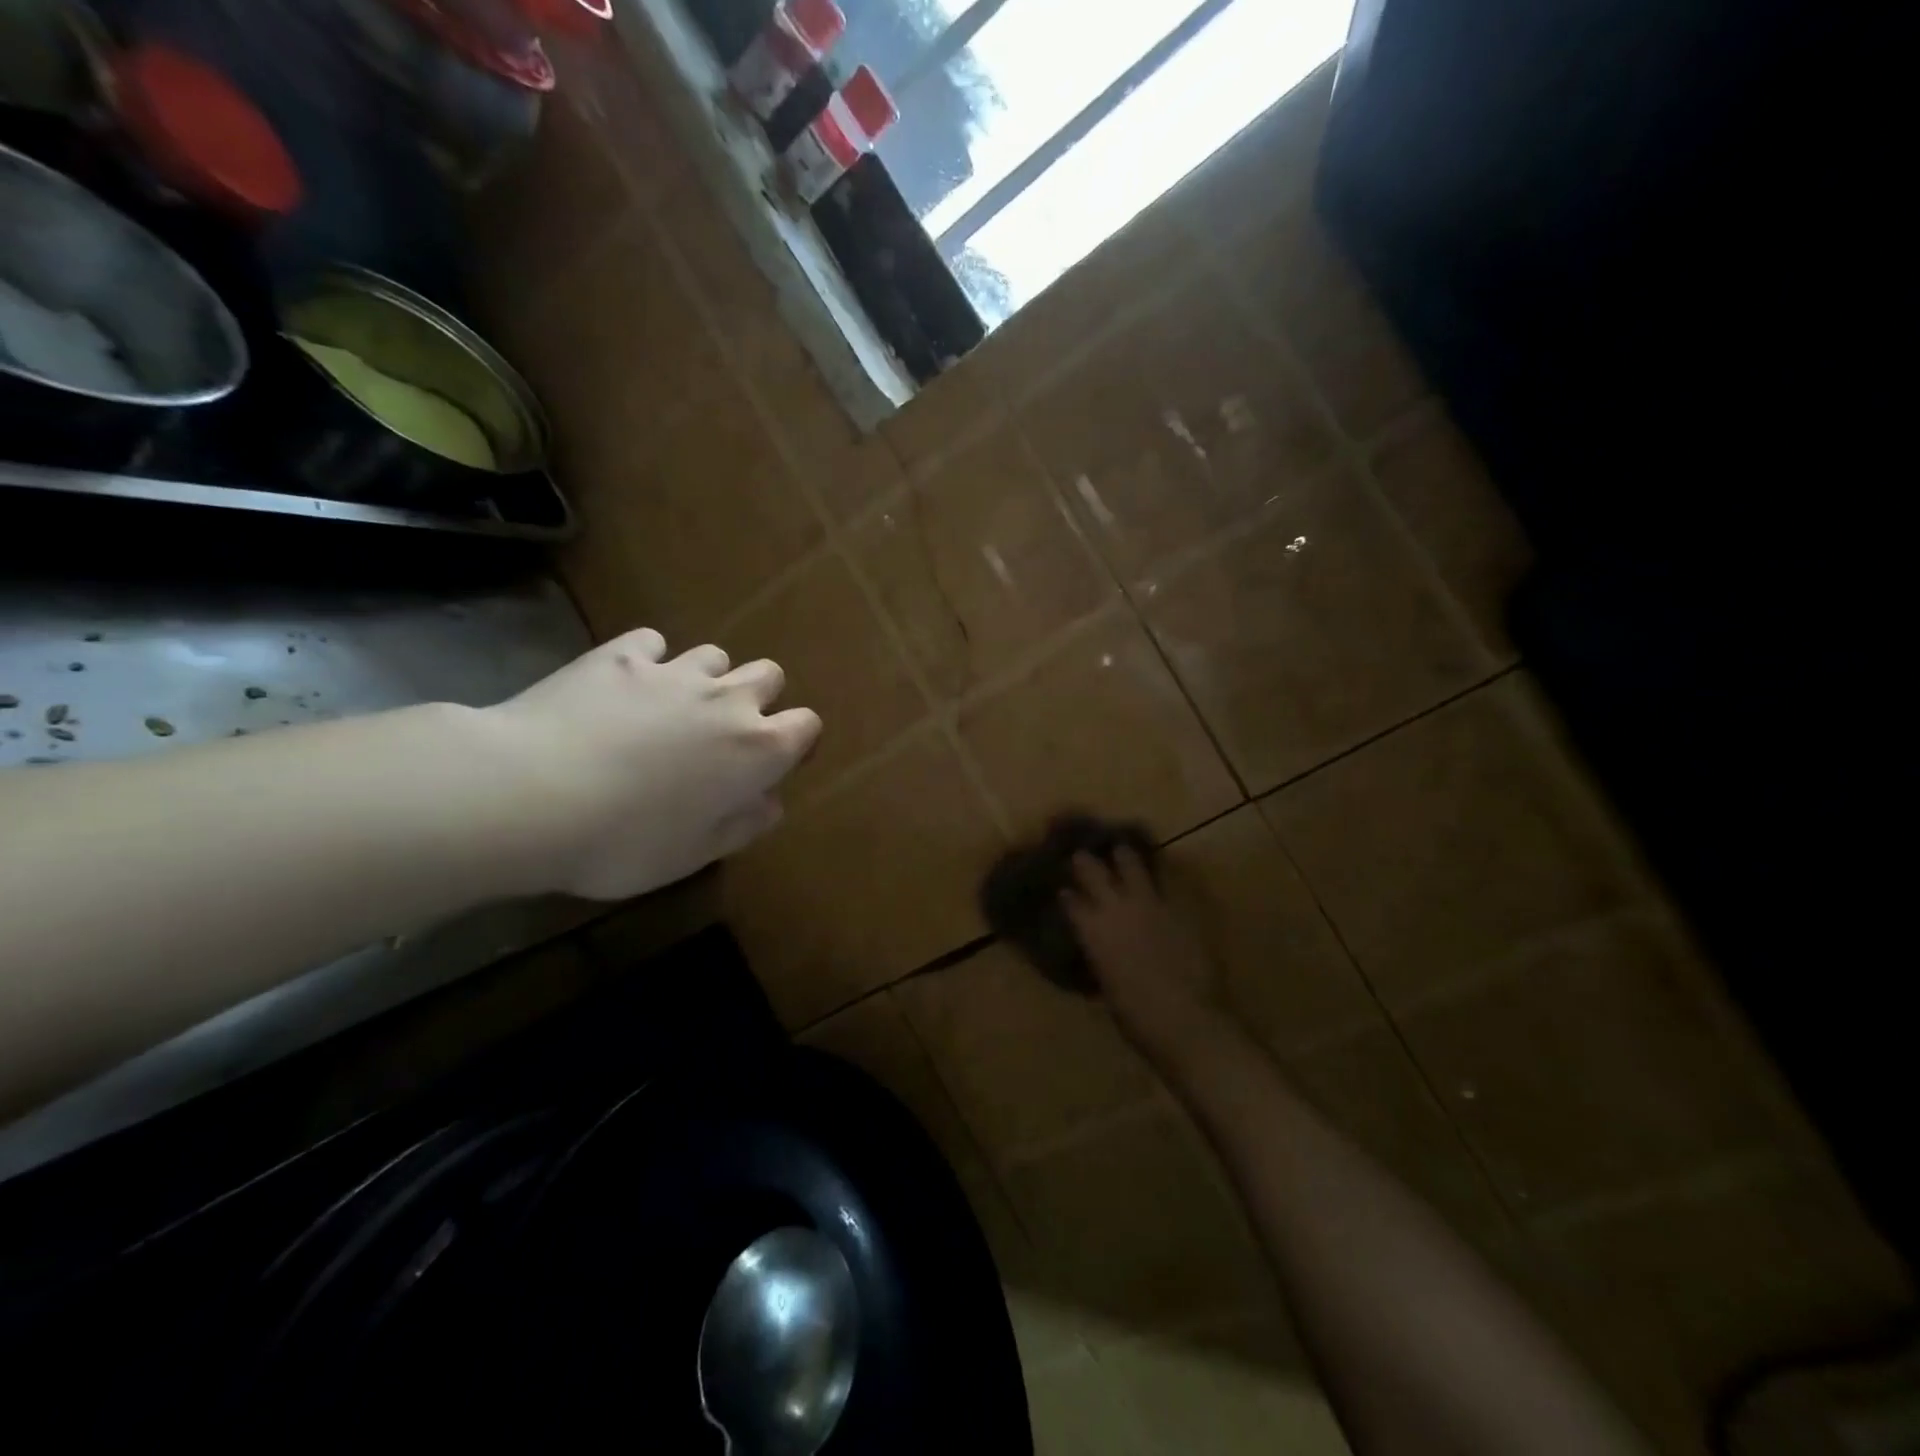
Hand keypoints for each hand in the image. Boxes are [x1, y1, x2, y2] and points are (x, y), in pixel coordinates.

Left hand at [482, 628, 819, 899]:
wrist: (530, 795)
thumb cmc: (625, 840)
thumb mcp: (695, 854)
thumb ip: (743, 824)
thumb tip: (769, 802)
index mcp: (757, 749)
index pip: (807, 725)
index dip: (795, 742)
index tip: (772, 764)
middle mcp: (727, 700)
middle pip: (769, 676)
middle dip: (758, 698)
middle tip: (723, 734)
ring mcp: (674, 671)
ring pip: (715, 655)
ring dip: (707, 678)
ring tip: (673, 707)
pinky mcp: (621, 655)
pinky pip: (653, 643)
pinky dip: (650, 660)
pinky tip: (625, 685)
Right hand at [1063, 847, 1222, 1053]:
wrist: (1185, 1019)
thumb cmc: (1136, 1017)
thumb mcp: (1107, 988)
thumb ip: (1102, 961)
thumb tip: (1102, 955)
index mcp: (1092, 932)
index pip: (1071, 903)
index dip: (1066, 895)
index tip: (1064, 891)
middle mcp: (1115, 908)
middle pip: (1093, 872)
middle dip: (1085, 862)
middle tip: (1082, 855)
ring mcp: (1149, 903)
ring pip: (1131, 864)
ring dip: (1123, 856)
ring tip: (1121, 850)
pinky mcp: (1180, 906)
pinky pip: (1168, 880)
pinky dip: (1161, 874)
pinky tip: (1161, 870)